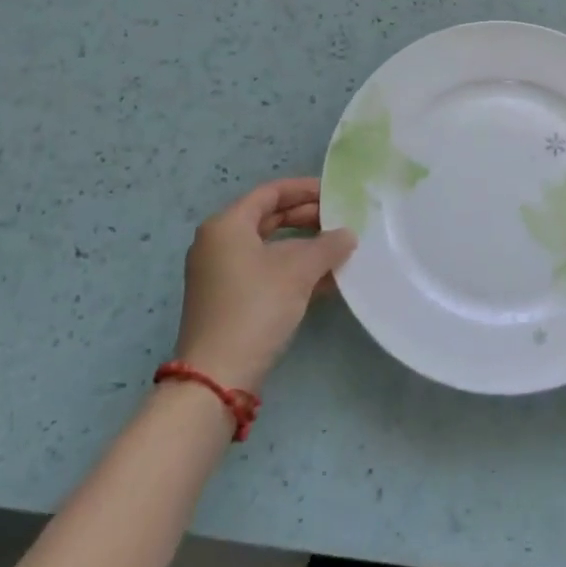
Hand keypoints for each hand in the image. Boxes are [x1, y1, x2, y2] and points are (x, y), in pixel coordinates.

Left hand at [172, 178, 355, 392]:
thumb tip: (347, 235)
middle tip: (340, 222)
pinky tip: (325, 281)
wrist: (218, 377)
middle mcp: (218, 244)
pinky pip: (265, 272)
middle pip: (268, 218)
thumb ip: (327, 245)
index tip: (334, 193)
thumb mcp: (298, 271)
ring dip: (304, 248)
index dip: (304, 190)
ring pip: (269, 248)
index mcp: (227, 225)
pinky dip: (292, 271)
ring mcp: (220, 274)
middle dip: (307, 219)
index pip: (270, 193)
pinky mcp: (227, 301)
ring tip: (339, 250)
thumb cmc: (255, 307)